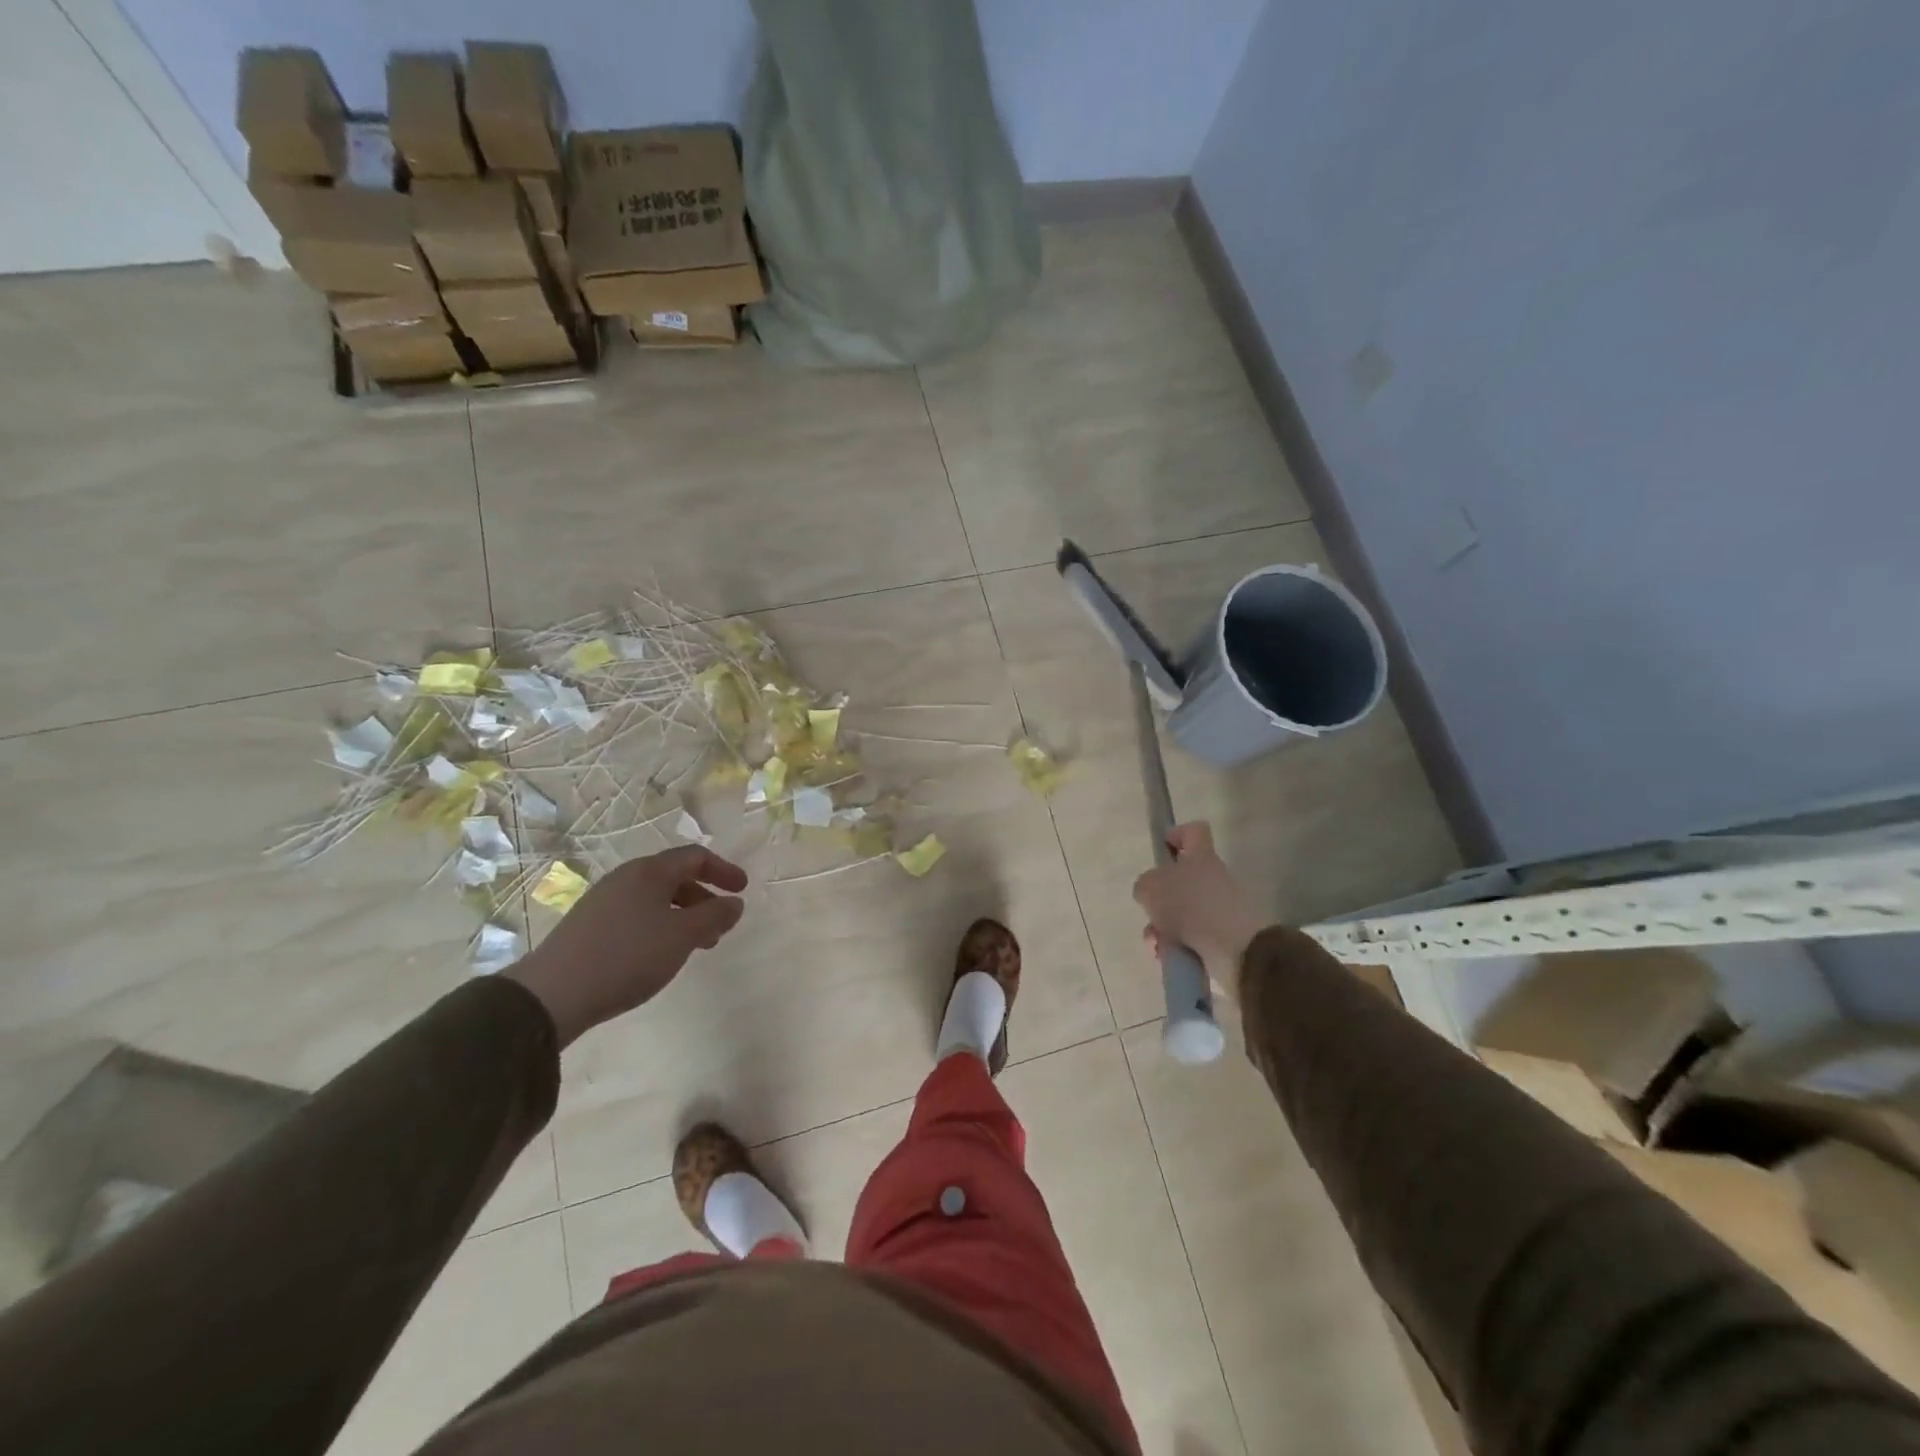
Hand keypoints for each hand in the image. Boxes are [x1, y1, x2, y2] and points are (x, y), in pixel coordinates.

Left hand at [507, 845, 747, 1045]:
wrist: (554, 993)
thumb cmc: (629, 955)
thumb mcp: (683, 935)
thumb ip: (715, 915)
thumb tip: (735, 903)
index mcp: (649, 871)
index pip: (695, 857)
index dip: (724, 870)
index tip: (743, 890)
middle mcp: (626, 878)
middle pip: (675, 878)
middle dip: (704, 899)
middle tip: (720, 927)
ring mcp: (603, 902)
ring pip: (655, 900)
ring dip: (683, 917)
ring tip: (694, 947)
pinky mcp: (589, 927)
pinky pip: (636, 916)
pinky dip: (660, 928)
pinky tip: (659, 956)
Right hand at [1131, 822, 1265, 993]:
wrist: (1235, 949)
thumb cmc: (1189, 905)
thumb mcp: (1150, 888)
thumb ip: (1145, 885)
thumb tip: (1151, 893)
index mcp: (1201, 857)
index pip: (1194, 831)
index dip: (1177, 834)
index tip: (1163, 847)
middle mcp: (1214, 878)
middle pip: (1182, 879)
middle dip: (1160, 899)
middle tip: (1149, 911)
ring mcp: (1221, 908)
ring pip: (1182, 913)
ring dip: (1163, 928)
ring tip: (1155, 943)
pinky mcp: (1224, 936)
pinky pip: (1192, 937)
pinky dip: (1176, 946)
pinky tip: (1166, 955)